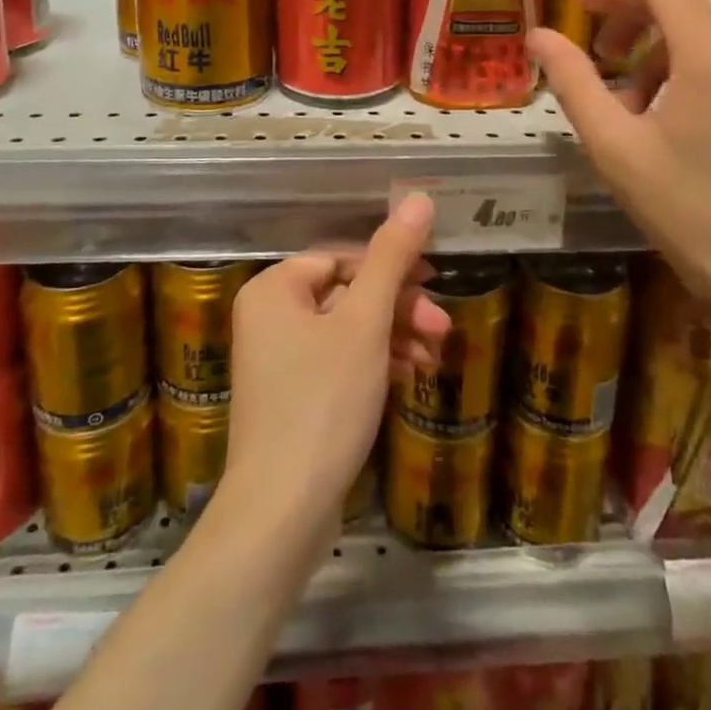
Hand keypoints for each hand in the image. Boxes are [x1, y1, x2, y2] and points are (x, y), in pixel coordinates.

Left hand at [221, 193, 450, 553]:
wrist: (281, 513)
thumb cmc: (323, 401)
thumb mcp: (365, 322)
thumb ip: (392, 257)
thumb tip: (418, 197)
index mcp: (275, 287)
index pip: (343, 256)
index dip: (391, 266)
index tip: (434, 283)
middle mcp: (269, 315)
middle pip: (347, 293)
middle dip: (398, 308)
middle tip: (441, 327)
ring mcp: (277, 359)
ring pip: (347, 330)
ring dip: (392, 336)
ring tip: (433, 356)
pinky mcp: (291, 396)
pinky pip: (338, 361)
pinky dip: (373, 364)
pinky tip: (407, 376)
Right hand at [527, 0, 710, 313]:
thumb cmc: (693, 214)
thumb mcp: (616, 148)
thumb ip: (574, 83)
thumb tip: (538, 37)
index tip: (578, 8)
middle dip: (637, 4)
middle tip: (601, 44)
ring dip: (664, 34)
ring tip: (632, 92)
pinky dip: (695, 57)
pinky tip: (675, 112)